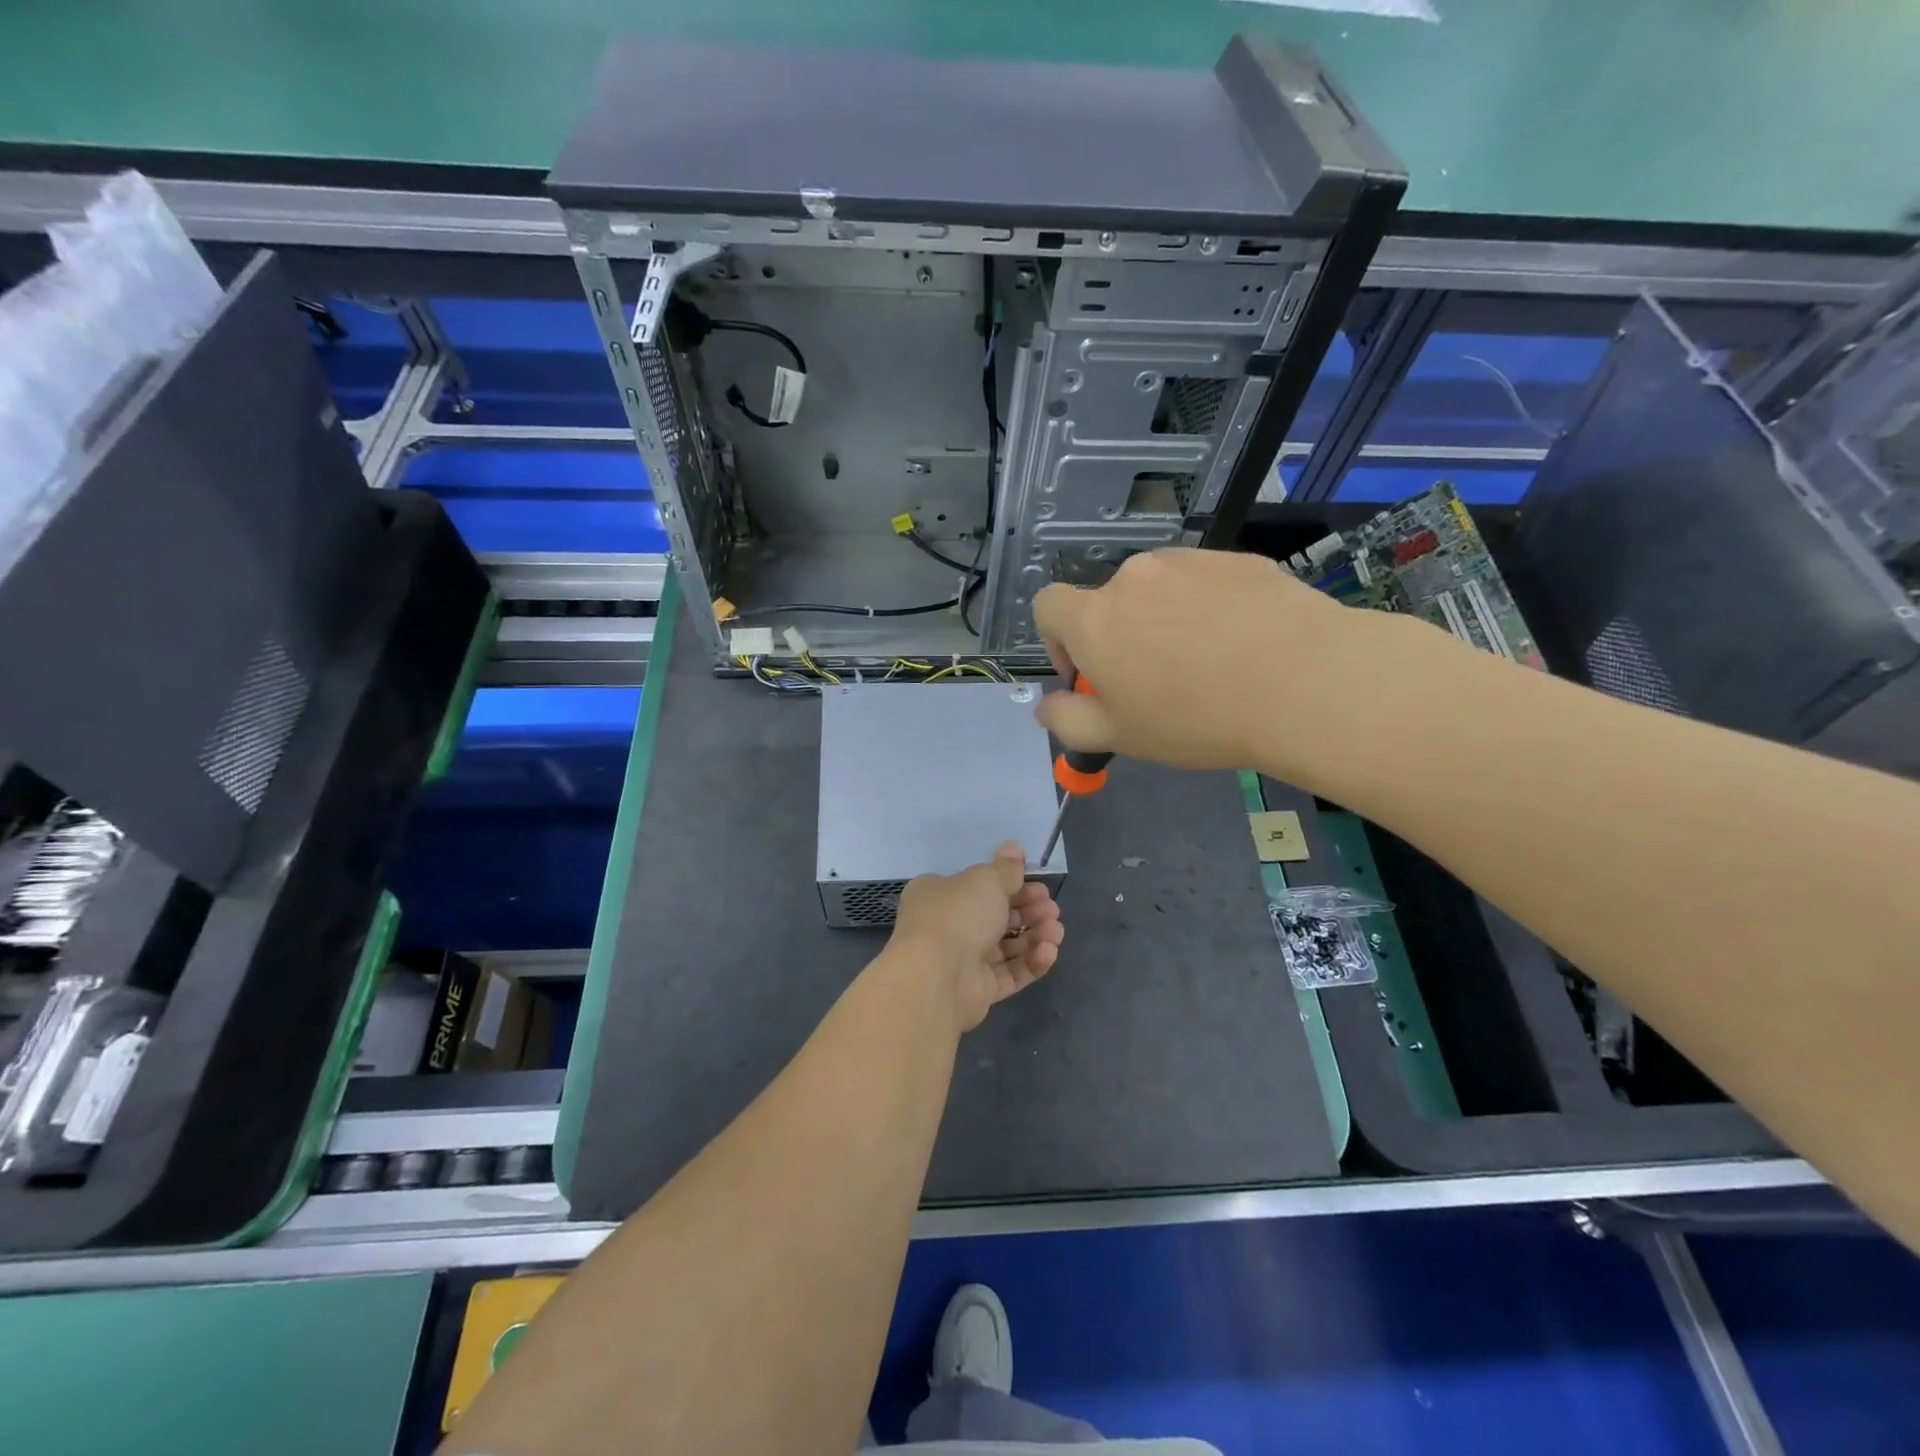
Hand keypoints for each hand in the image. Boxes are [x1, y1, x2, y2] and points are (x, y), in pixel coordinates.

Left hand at [889, 842, 1064, 1032]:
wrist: (936, 977)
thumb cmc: (957, 915)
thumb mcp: (985, 880)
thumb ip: (1006, 868)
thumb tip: (1014, 847)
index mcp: (939, 894)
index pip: (979, 887)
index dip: (1011, 885)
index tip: (1038, 884)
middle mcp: (948, 926)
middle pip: (996, 916)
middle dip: (1029, 911)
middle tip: (1051, 909)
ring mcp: (963, 960)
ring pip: (1006, 946)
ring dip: (1035, 936)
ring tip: (1056, 931)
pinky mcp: (978, 990)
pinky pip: (1009, 973)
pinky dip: (1031, 962)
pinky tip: (1048, 951)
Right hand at [1032, 548, 1389, 781]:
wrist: (1305, 682)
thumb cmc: (1196, 718)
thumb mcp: (1120, 737)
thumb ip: (1068, 721)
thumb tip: (1047, 706)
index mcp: (1094, 619)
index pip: (1047, 606)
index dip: (1057, 640)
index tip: (1089, 676)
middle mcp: (1133, 578)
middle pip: (1109, 602)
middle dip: (1120, 637)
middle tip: (1157, 682)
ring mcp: (1189, 563)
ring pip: (1158, 591)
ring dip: (1164, 620)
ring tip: (1207, 663)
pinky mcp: (1238, 559)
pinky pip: (1207, 584)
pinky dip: (1209, 609)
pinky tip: (1243, 645)